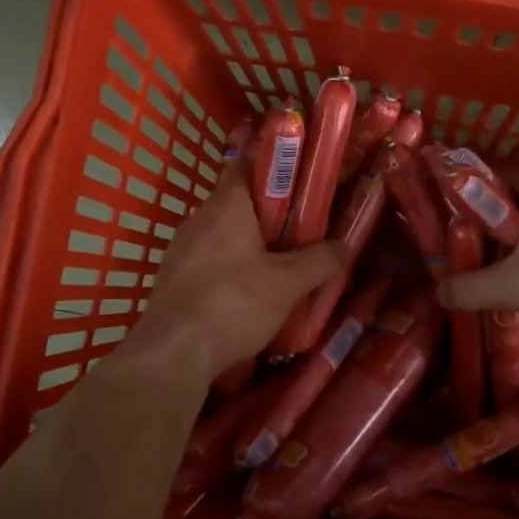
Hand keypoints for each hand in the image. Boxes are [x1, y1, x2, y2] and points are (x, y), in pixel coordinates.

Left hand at [124, 153, 343, 380]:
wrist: (173, 353)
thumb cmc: (233, 305)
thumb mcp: (288, 284)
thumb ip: (320, 261)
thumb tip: (345, 245)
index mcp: (227, 205)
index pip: (248, 165)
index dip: (275, 169)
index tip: (302, 184)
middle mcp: (199, 218)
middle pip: (238, 203)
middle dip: (269, 215)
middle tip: (301, 232)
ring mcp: (181, 248)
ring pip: (223, 234)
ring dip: (249, 245)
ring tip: (279, 267)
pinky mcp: (172, 277)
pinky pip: (208, 261)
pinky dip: (229, 269)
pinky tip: (246, 295)